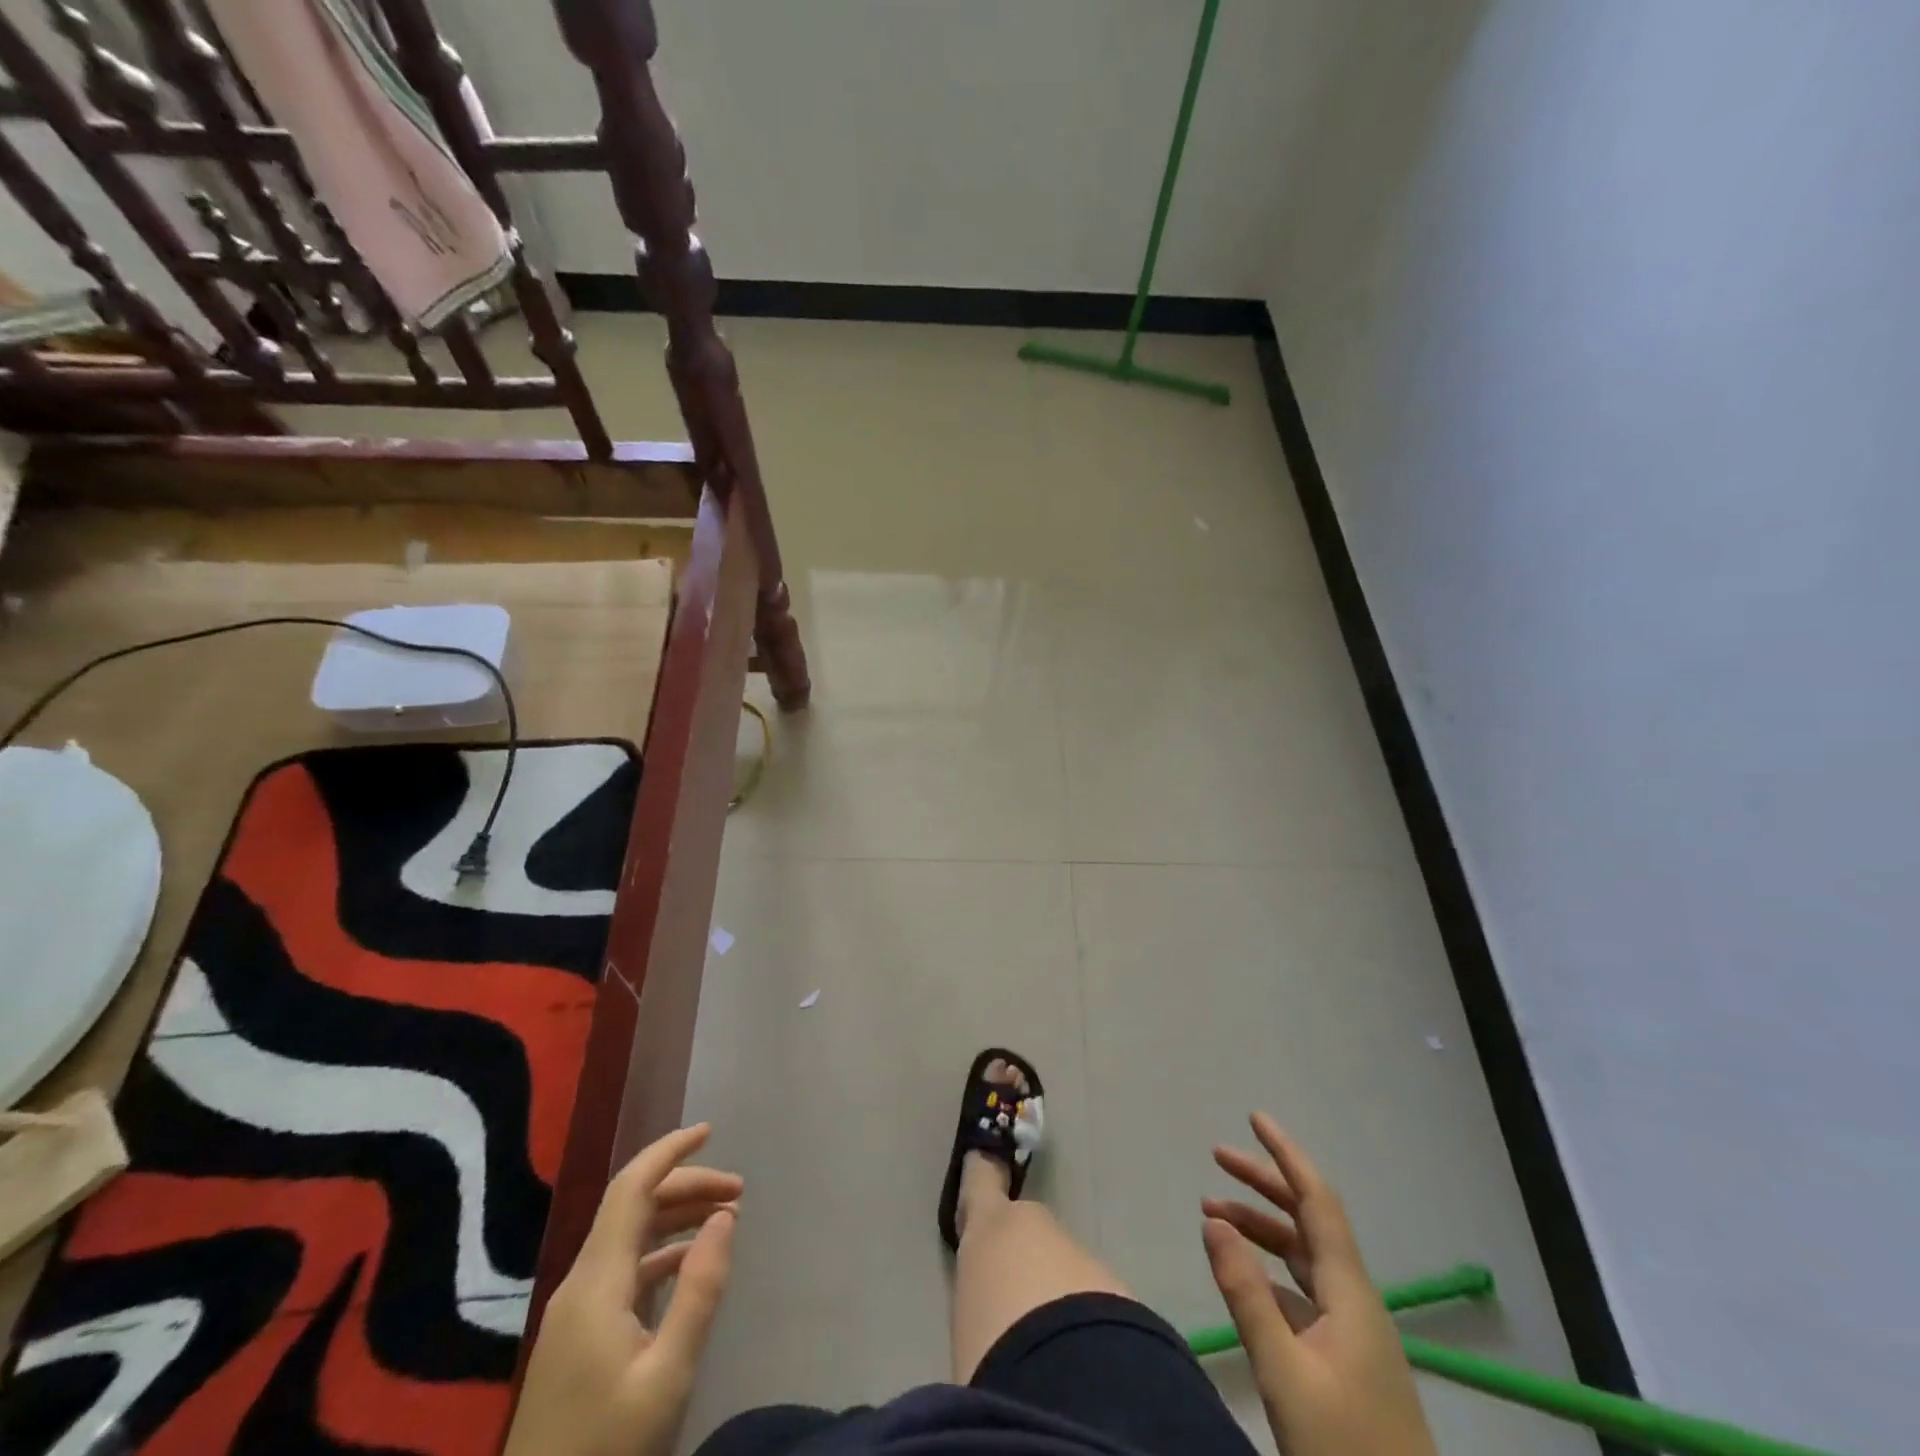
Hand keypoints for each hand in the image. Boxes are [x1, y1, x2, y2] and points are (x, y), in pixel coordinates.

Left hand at [505, 1124, 741, 1455]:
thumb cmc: (607, 1451)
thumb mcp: (667, 1375)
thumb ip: (699, 1290)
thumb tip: (724, 1216)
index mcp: (596, 1283)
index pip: (630, 1189)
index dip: (668, 1152)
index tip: (710, 1131)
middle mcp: (580, 1284)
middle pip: (632, 1208)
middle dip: (686, 1186)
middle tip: (738, 1192)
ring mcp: (576, 1312)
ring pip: (628, 1237)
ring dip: (676, 1217)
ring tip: (725, 1219)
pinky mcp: (578, 1337)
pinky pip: (623, 1269)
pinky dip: (662, 1252)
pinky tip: (691, 1265)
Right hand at [1201, 1114, 1436, 1455]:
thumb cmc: (1346, 1452)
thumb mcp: (1285, 1374)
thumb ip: (1247, 1295)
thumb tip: (1213, 1221)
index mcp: (1349, 1293)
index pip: (1317, 1201)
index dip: (1287, 1155)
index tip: (1255, 1118)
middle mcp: (1354, 1300)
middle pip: (1307, 1221)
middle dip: (1263, 1184)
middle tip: (1216, 1157)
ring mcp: (1352, 1332)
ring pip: (1302, 1256)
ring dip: (1260, 1228)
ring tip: (1210, 1214)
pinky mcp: (1345, 1360)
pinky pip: (1301, 1291)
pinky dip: (1267, 1270)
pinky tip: (1240, 1275)